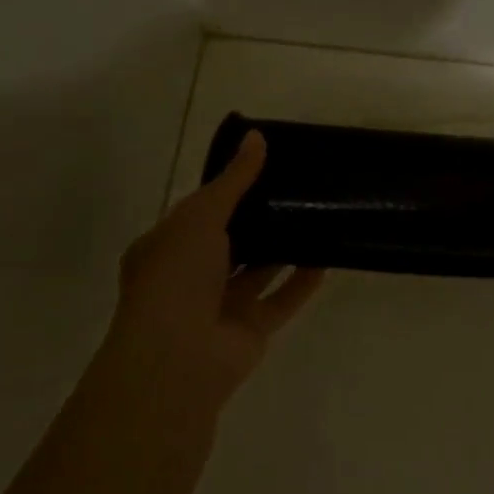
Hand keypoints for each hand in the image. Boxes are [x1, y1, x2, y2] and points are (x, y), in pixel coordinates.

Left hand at [110, 130, 324, 424]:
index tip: (264, 166)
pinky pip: (282, 299)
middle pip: (231, 240)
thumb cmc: (177, 275)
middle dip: (259, 217)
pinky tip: (327, 256)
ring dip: (283, 247)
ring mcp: (221, 305)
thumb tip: (257, 137)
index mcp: (167, 247)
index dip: (228, 189)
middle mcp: (191, 276)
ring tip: (316, 215)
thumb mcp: (201, 214)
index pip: (199, 212)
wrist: (178, 357)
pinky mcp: (251, 330)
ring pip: (259, 270)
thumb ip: (234, 179)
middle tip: (297, 187)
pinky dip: (302, 281)